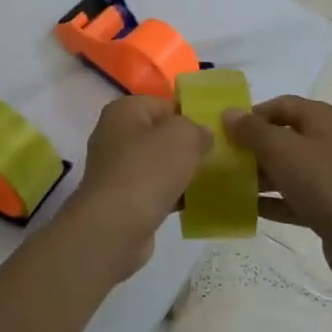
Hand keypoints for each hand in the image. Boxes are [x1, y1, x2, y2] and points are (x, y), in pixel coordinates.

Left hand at [64, 95, 210, 281]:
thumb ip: (197, 128)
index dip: (191, 116)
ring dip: (181, 172)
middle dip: (188, 146)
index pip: (165, 104)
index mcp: (124, 110)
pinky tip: (194, 204)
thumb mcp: (182, 137)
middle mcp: (115, 134)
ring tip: (211, 181)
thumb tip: (202, 134)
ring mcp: (116, 168)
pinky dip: (172, 194)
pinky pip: (154, 188)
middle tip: (217, 157)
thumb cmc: (147, 172)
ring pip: (159, 163)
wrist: (114, 228)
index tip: (216, 133)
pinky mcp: (121, 198)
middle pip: (161, 134)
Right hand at [223, 96, 331, 290]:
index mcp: (323, 119)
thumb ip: (252, 130)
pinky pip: (295, 197)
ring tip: (229, 184)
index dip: (252, 114)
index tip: (225, 131)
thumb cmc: (324, 183)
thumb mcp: (281, 150)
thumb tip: (229, 113)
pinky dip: (274, 200)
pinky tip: (248, 208)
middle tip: (224, 159)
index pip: (281, 104)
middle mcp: (329, 142)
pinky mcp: (330, 207)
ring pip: (288, 168)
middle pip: (283, 136)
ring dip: (260, 175)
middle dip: (253, 146)